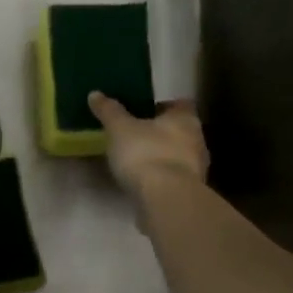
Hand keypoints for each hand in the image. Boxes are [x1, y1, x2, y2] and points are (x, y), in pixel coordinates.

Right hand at [88, 93, 209, 209]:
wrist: (165, 198)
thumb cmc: (145, 152)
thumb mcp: (119, 128)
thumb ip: (109, 111)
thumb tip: (95, 94)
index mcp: (185, 119)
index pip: (180, 104)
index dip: (163, 105)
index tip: (144, 110)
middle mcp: (197, 140)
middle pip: (181, 130)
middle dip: (161, 132)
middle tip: (136, 134)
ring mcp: (197, 168)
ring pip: (179, 154)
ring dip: (162, 155)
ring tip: (137, 159)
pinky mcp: (189, 191)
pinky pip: (173, 177)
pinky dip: (161, 177)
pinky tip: (143, 181)